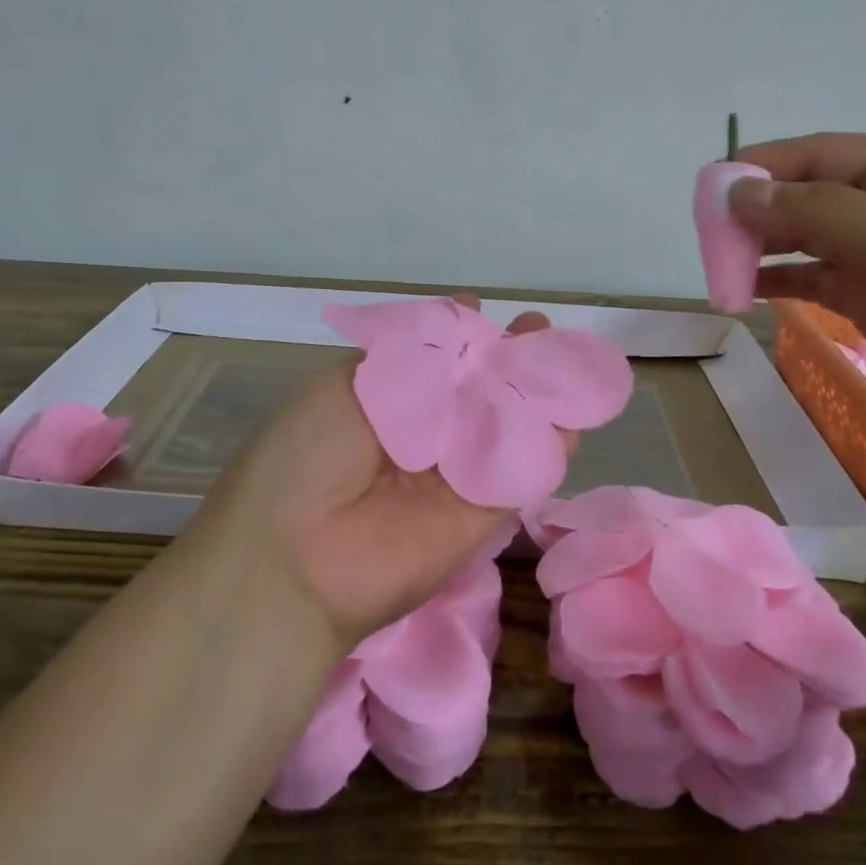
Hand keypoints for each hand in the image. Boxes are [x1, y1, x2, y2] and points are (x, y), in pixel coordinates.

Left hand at [192, 298, 559, 652]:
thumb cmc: (307, 450)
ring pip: (508, 427)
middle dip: (510, 358)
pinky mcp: (483, 515)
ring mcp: (456, 476)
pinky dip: (550, 444)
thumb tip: (460, 313)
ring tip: (565, 358)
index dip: (464, 336)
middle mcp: (426, 436)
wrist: (293, 554)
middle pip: (479, 391)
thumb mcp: (350, 382)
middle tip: (539, 329)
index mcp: (389, 402)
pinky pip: (522, 473)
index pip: (438, 362)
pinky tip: (572, 411)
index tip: (485, 310)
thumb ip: (413, 356)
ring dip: (538, 394)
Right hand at [729, 133, 865, 446]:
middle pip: (809, 196)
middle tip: (710, 229)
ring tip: (720, 259)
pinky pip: (814, 280)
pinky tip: (747, 288)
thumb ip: (818, 213)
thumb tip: (739, 193)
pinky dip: (780, 281)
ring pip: (807, 239)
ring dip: (763, 246)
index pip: (823, 155)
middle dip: (760, 209)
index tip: (715, 183)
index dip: (767, 165)